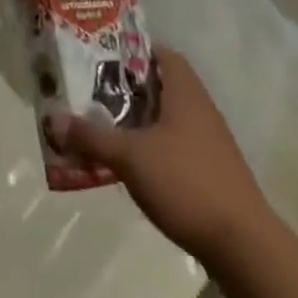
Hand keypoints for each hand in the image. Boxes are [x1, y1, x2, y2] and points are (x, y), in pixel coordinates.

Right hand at [48, 47, 270, 258]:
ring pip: (169, 116)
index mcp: (184, 90)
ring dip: (141, 119)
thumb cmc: (186, 183)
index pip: (159, 52)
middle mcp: (200, 107)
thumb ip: (92, 136)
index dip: (131, 50)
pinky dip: (155, 146)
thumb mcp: (130, 157)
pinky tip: (135, 164)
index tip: (102, 57)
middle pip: (161, 84)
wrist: (245, 247)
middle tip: (95, 91)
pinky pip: (177, 144)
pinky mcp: (214, 172)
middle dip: (128, 87)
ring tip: (107, 127)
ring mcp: (211, 141)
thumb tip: (52, 118)